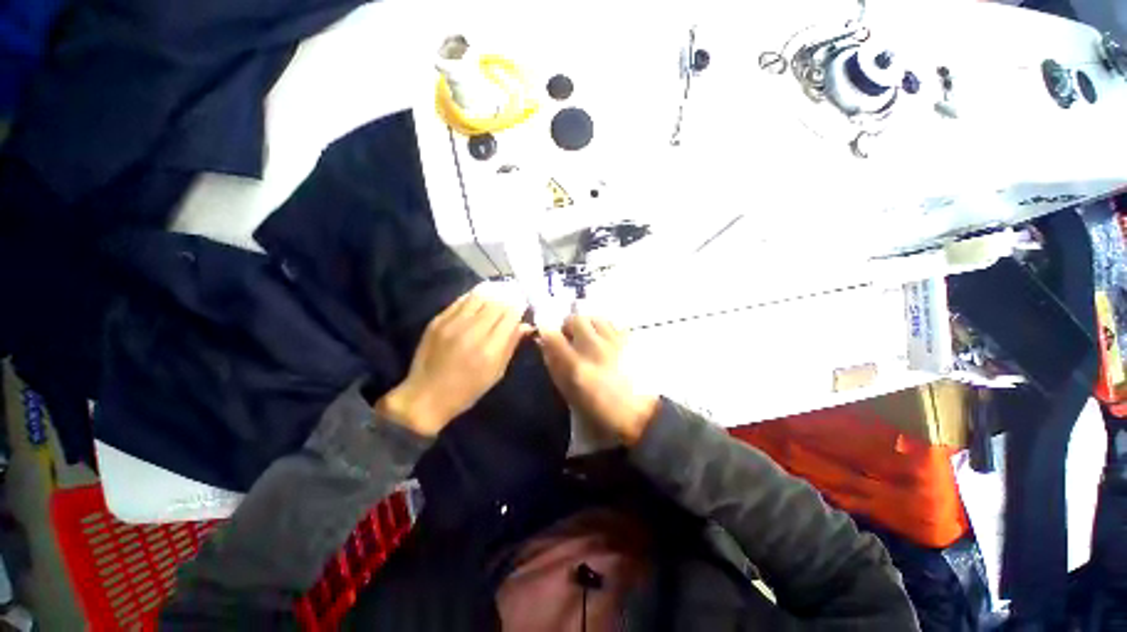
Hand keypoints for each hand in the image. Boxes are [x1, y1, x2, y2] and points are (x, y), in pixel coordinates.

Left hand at [378, 292, 531, 435]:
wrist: (425, 396)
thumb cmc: (467, 390)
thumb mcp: (496, 373)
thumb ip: (511, 345)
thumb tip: (526, 325)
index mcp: (490, 349)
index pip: (511, 314)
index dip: (520, 305)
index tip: (524, 303)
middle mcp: (472, 331)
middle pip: (497, 302)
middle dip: (509, 296)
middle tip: (515, 295)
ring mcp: (453, 323)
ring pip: (479, 295)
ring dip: (493, 292)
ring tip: (500, 291)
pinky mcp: (438, 320)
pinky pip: (462, 299)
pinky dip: (475, 295)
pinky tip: (481, 297)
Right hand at [538, 315, 659, 445]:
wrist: (641, 415)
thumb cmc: (601, 410)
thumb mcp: (571, 394)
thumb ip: (556, 366)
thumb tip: (544, 344)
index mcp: (576, 367)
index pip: (552, 336)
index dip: (546, 333)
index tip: (548, 339)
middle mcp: (594, 349)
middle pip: (575, 319)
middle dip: (569, 327)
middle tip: (572, 340)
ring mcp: (614, 342)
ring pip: (595, 318)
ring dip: (589, 326)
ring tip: (591, 340)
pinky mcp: (631, 340)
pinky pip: (613, 324)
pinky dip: (606, 329)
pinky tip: (608, 342)